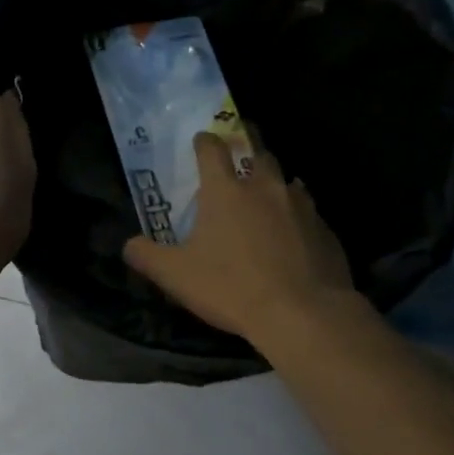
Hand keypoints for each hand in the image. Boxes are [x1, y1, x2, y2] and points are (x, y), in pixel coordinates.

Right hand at [123, 134, 358, 342]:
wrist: (302, 314)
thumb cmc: (231, 287)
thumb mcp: (175, 276)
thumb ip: (147, 256)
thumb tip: (129, 245)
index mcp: (225, 190)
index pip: (212, 149)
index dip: (204, 141)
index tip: (201, 140)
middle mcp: (265, 187)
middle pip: (258, 152)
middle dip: (247, 149)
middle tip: (239, 158)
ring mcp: (301, 206)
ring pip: (288, 180)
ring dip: (275, 183)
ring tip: (267, 197)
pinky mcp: (325, 230)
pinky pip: (309, 212)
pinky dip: (297, 216)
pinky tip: (293, 236)